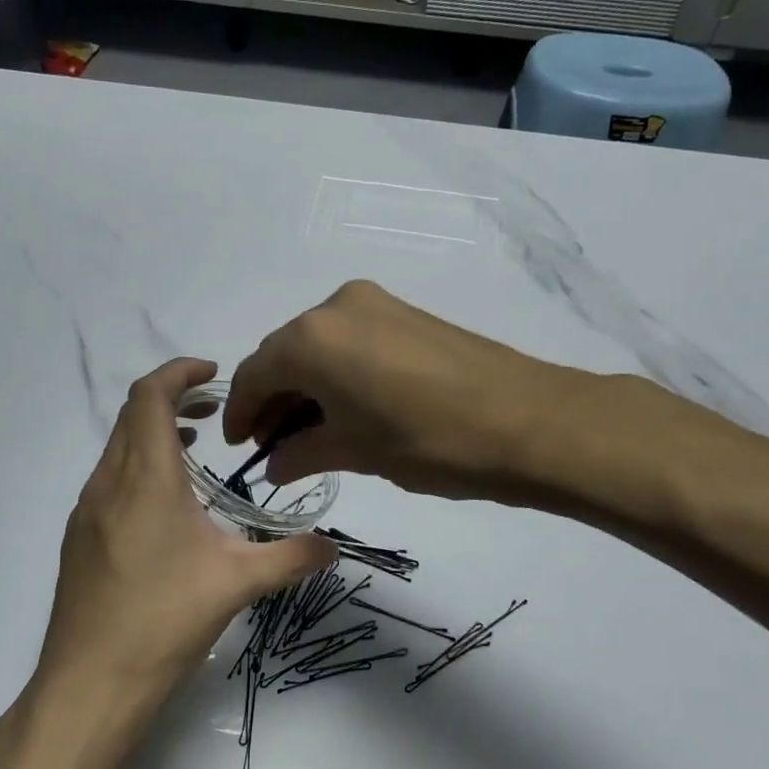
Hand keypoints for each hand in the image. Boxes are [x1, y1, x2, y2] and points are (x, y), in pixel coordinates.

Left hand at [27, 358, 334, 768]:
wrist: (91, 681)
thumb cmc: (165, 620)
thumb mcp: (238, 584)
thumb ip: (290, 558)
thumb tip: (333, 547)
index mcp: (145, 478)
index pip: (151, 396)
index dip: (179, 372)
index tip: (213, 373)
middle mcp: (108, 483)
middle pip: (132, 416)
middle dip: (172, 400)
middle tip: (213, 414)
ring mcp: (86, 512)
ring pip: (117, 449)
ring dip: (153, 437)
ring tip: (193, 454)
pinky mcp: (79, 539)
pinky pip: (108, 481)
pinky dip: (137, 469)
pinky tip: (165, 509)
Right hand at [224, 281, 565, 500]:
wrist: (529, 422)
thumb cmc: (428, 442)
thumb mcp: (356, 452)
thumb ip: (302, 453)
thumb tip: (275, 464)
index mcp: (312, 339)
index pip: (256, 374)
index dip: (241, 413)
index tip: (239, 447)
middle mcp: (336, 307)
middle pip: (284, 355)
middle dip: (273, 400)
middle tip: (273, 445)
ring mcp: (376, 304)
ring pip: (318, 347)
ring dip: (305, 388)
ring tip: (309, 434)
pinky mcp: (406, 313)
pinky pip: (350, 342)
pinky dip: (336, 374)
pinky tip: (346, 410)